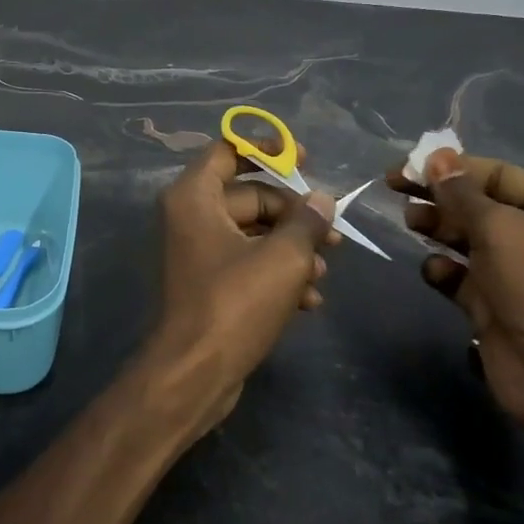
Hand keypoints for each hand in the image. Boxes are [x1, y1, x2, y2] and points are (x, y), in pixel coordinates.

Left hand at [147, 141, 337, 435]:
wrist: (194, 374)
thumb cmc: (235, 303)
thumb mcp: (283, 257)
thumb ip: (306, 222)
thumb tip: (321, 201)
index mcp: (194, 197)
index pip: (227, 151)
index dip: (267, 150)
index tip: (305, 160)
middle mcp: (190, 217)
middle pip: (249, 197)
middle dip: (294, 215)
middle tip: (333, 235)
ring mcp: (197, 252)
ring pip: (253, 235)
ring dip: (292, 250)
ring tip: (323, 275)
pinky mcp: (208, 284)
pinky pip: (246, 264)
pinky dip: (276, 275)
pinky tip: (309, 301)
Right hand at [389, 149, 523, 477]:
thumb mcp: (501, 231)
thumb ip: (462, 193)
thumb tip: (436, 157)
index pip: (499, 175)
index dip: (453, 167)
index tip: (408, 167)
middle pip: (481, 205)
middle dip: (441, 197)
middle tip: (395, 190)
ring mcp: (520, 274)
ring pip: (469, 239)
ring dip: (439, 228)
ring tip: (409, 221)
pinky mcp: (498, 305)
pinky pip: (464, 277)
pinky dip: (445, 270)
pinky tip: (432, 270)